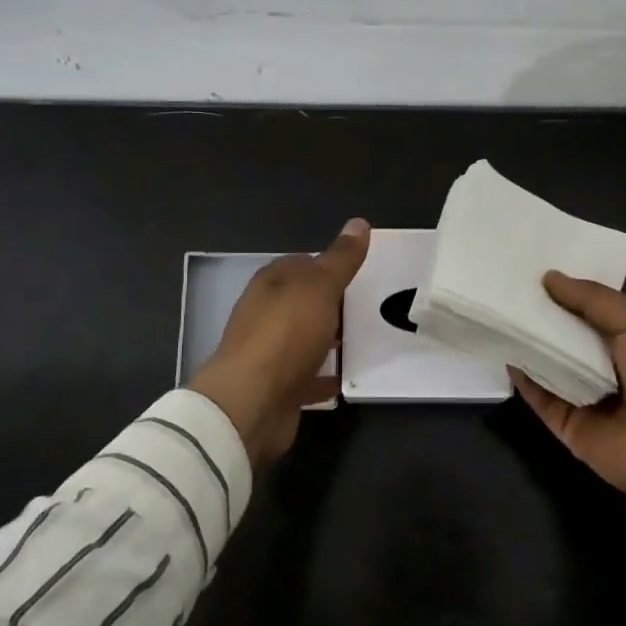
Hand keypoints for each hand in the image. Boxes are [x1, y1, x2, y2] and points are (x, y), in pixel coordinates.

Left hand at [188, 219, 369, 467]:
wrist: (252, 402)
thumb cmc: (285, 335)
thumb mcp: (320, 287)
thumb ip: (340, 259)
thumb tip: (359, 222)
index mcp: (271, 284)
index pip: (302, 264)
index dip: (330, 265)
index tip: (362, 273)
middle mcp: (265, 314)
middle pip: (304, 303)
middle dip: (333, 304)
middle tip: (372, 308)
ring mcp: (270, 353)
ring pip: (305, 339)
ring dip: (330, 340)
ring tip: (367, 340)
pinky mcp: (277, 386)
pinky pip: (307, 376)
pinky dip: (325, 376)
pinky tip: (349, 377)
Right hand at [511, 272, 625, 544]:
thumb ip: (594, 299)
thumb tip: (549, 278)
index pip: (591, 306)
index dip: (565, 287)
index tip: (531, 264)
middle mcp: (605, 363)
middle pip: (564, 332)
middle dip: (539, 311)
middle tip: (502, 283)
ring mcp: (583, 393)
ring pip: (547, 362)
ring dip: (526, 340)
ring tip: (494, 309)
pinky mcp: (565, 422)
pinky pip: (538, 395)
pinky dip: (521, 376)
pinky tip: (502, 351)